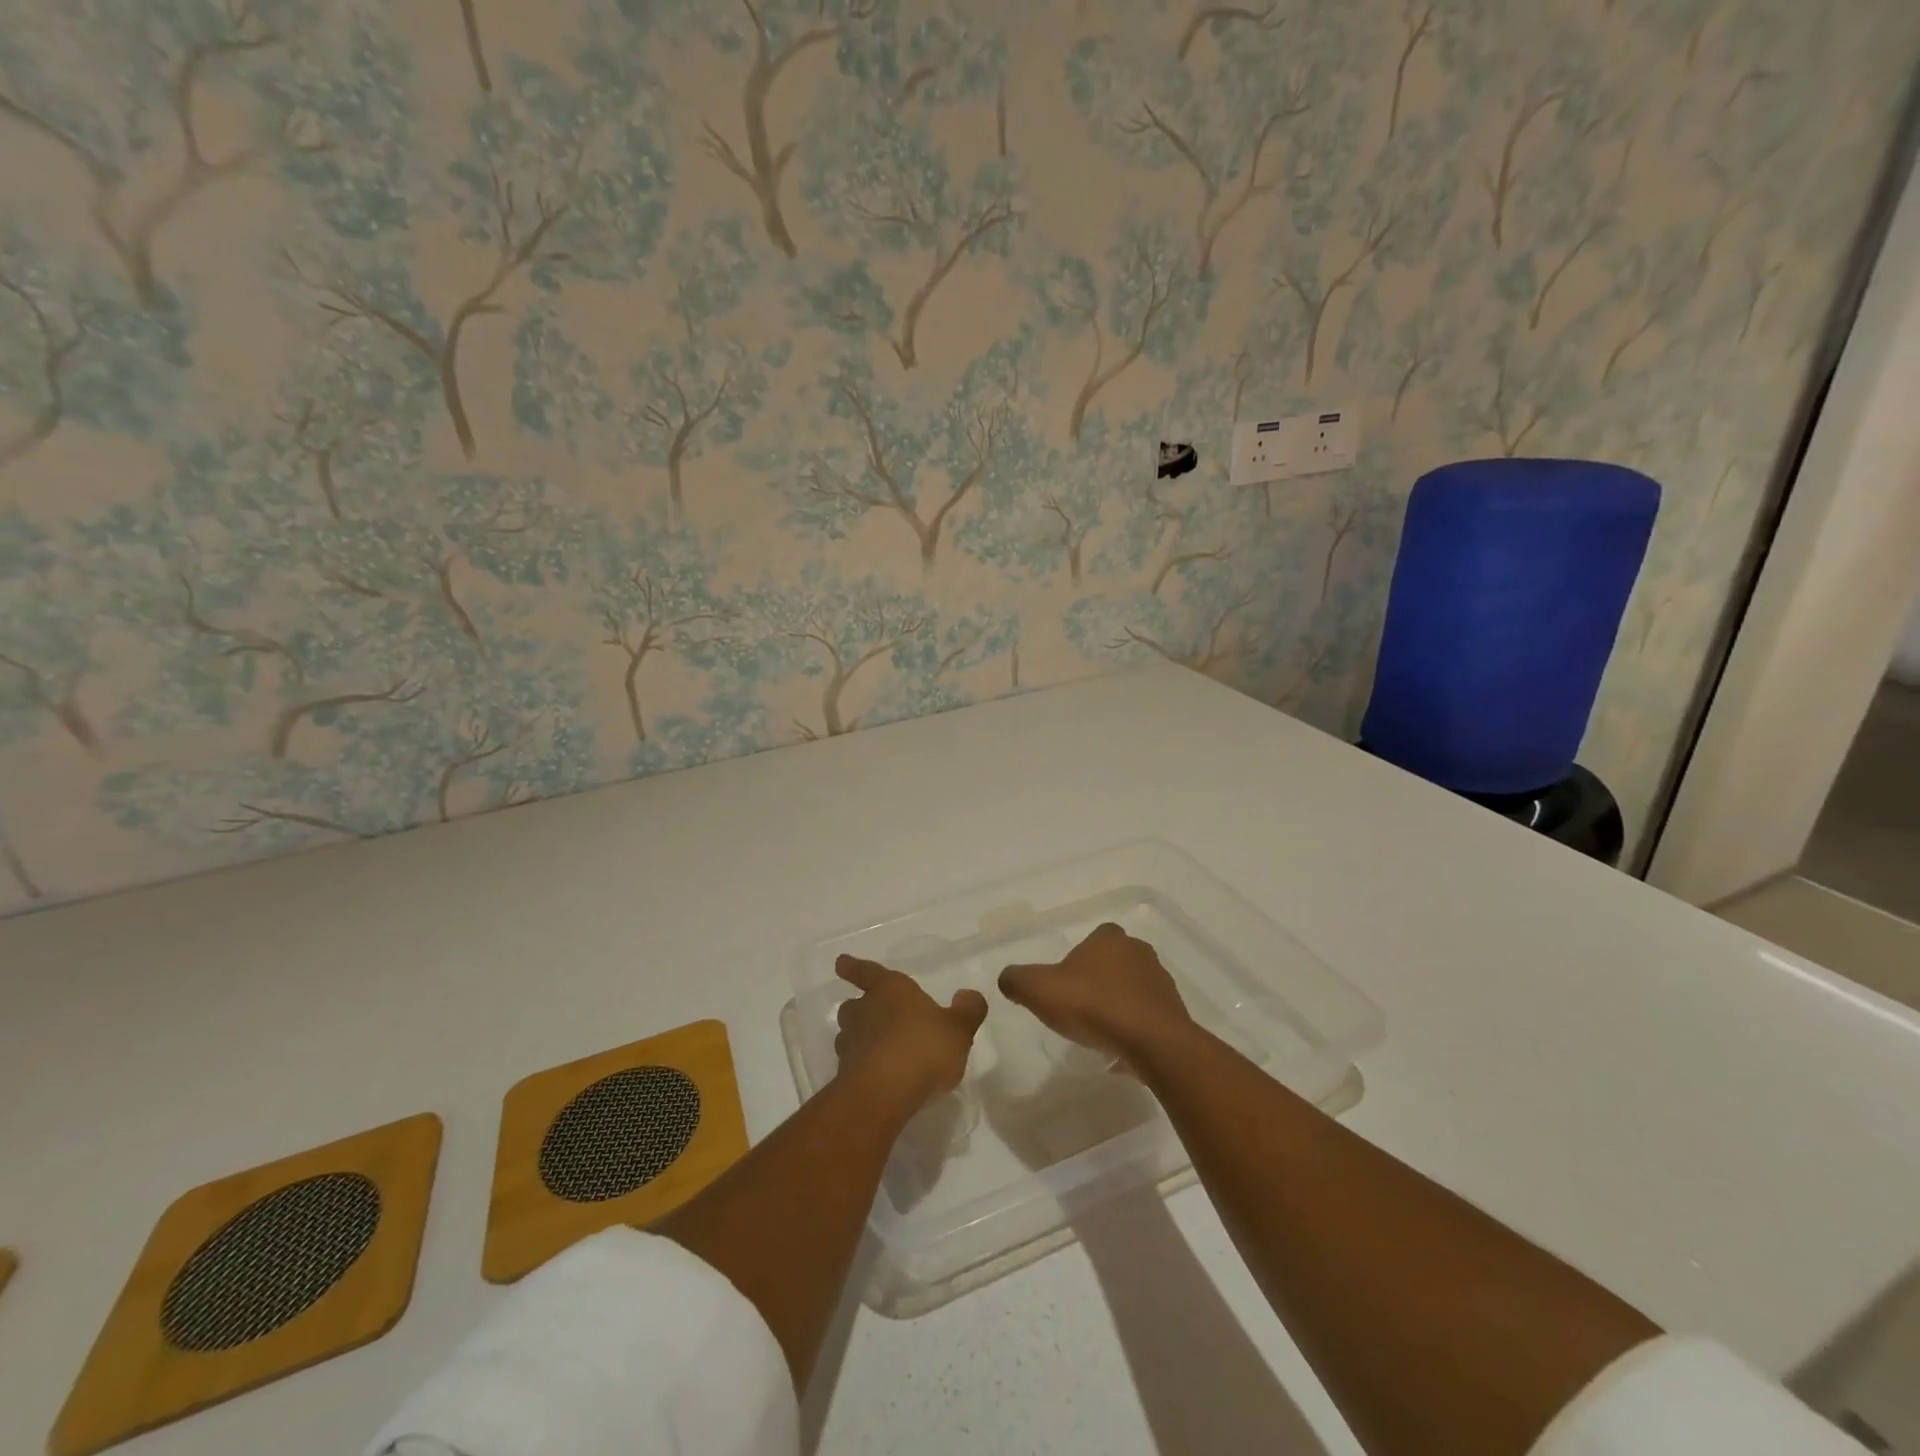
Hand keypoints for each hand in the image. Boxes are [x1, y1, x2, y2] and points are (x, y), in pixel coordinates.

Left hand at [833, 954, 987, 1112]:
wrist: (883, 1094)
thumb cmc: (923, 1048)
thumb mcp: (958, 1029)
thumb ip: (967, 1011)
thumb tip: (968, 995)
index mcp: (890, 990)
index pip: (867, 972)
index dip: (854, 967)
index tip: (840, 962)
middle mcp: (865, 1011)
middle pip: (853, 1005)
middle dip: (860, 1008)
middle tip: (871, 1014)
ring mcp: (851, 1044)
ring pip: (849, 1035)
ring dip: (860, 1038)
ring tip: (878, 1049)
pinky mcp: (846, 1076)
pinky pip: (853, 1064)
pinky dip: (862, 1067)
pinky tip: (880, 1078)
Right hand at [998, 922, 1195, 1065]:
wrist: (1152, 1043)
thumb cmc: (1093, 1005)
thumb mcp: (1039, 989)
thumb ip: (1017, 979)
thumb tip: (1007, 978)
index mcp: (1109, 938)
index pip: (1092, 939)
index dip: (1075, 961)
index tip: (1064, 986)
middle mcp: (1139, 952)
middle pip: (1112, 964)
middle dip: (1097, 984)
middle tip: (1078, 1010)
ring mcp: (1161, 982)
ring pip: (1131, 991)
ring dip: (1117, 1007)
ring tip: (1099, 1034)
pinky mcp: (1174, 1013)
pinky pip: (1147, 1018)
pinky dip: (1133, 1030)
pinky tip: (1119, 1051)